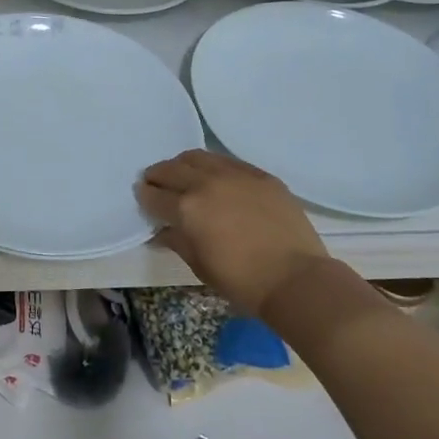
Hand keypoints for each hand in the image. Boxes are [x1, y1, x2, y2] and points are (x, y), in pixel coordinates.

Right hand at [138, 150, 331, 315]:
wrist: (295, 278)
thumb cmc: (241, 281)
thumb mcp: (199, 266)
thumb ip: (176, 241)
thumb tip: (161, 231)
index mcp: (187, 209)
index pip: (154, 195)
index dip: (144, 196)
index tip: (142, 197)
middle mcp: (206, 183)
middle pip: (171, 169)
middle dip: (157, 175)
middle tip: (155, 182)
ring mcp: (235, 175)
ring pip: (198, 157)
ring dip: (182, 164)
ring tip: (182, 174)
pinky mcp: (260, 175)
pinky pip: (227, 161)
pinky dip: (212, 166)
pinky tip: (214, 176)